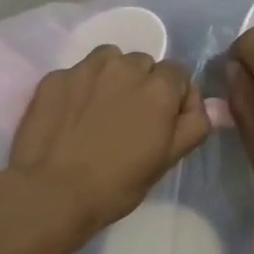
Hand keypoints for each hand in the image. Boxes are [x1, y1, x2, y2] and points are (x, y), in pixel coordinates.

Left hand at [5, 46, 211, 237]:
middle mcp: (125, 67)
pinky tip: (71, 115)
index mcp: (159, 87)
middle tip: (130, 118)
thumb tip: (202, 103)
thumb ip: (193, 124)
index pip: (178, 73)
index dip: (174, 95)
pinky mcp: (54, 77)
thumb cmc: (116, 185)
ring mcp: (86, 69)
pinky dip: (80, 87)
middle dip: (142, 83)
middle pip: (144, 63)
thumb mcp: (167, 160)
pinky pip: (77, 73)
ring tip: (101, 109)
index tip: (162, 120)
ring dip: (113, 77)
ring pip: (110, 60)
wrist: (51, 193)